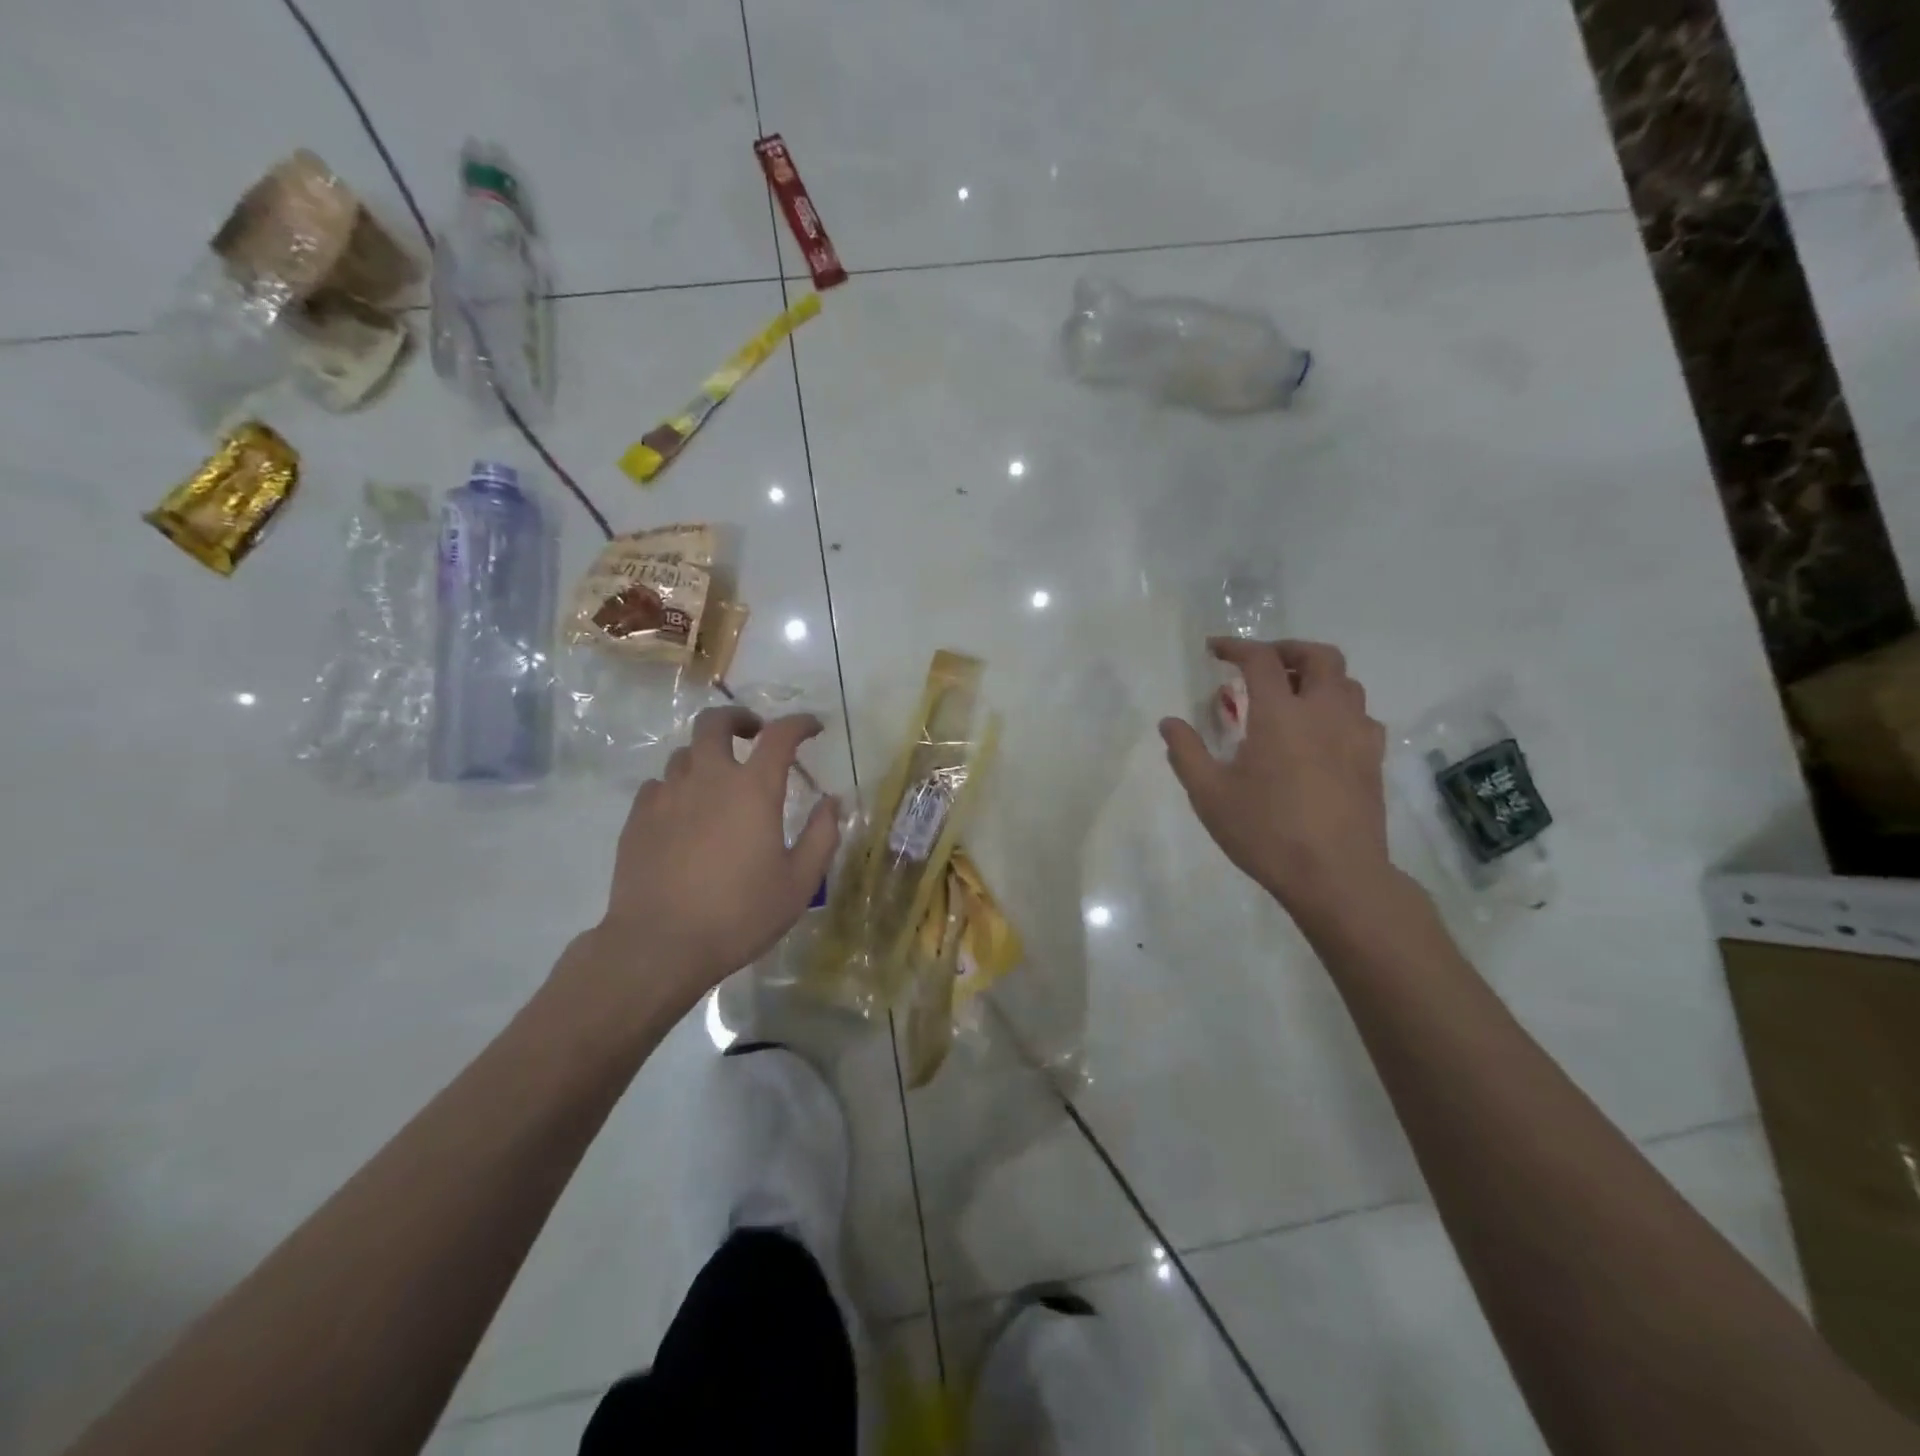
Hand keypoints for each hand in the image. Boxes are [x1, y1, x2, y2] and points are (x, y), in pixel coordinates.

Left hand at [583, 708, 840, 1016]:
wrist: (659, 945)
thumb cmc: (739, 914)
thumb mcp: (799, 883)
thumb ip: (822, 836)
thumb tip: (831, 802)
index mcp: (753, 790)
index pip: (780, 736)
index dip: (799, 723)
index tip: (812, 727)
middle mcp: (708, 779)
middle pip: (715, 723)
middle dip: (738, 719)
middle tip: (752, 734)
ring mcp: (667, 796)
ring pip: (685, 753)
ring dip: (707, 756)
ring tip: (719, 780)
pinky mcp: (638, 819)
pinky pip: (658, 785)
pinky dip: (677, 786)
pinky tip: (683, 812)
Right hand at [1161, 639, 1391, 923]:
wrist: (1336, 875)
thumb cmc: (1266, 832)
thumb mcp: (1209, 795)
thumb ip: (1186, 752)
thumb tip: (1169, 722)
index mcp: (1281, 714)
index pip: (1260, 659)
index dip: (1236, 646)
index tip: (1214, 650)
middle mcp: (1324, 712)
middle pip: (1319, 656)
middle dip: (1287, 650)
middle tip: (1262, 664)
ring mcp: (1356, 735)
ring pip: (1347, 683)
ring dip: (1317, 677)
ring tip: (1291, 696)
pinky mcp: (1373, 760)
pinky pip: (1361, 716)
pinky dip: (1338, 709)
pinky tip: (1321, 734)